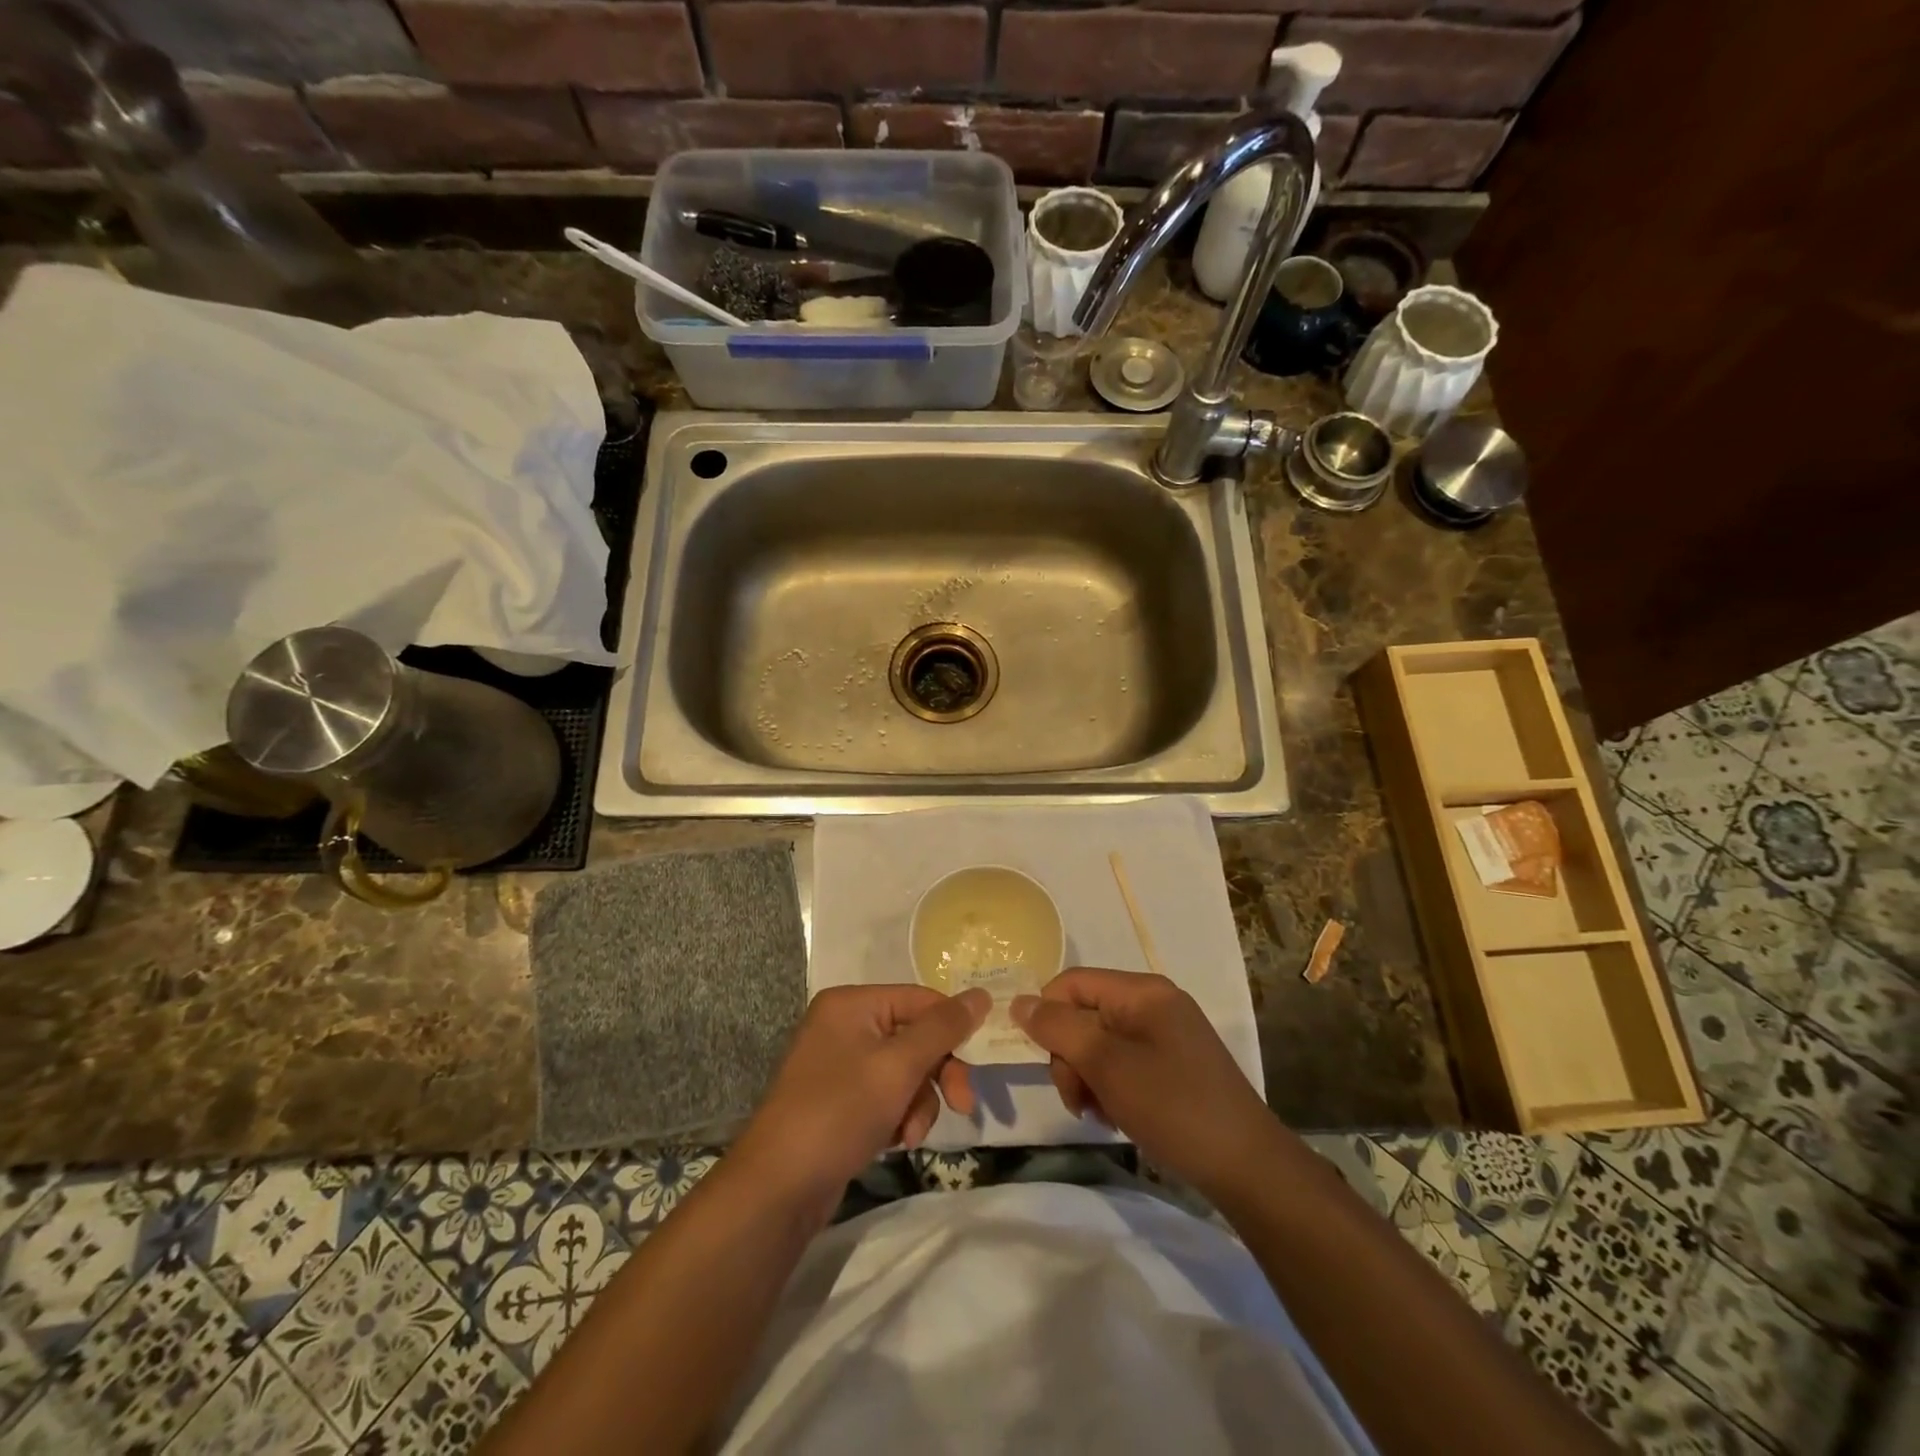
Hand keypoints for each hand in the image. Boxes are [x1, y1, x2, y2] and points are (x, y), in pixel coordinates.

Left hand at [733, 984, 988, 1217]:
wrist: (778, 1190)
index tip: (981, 1063)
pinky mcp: (840, 1100)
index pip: (920, 1000)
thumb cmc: (838, 1113)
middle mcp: (844, 1025)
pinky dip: (899, 1116)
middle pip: (915, 1036)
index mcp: (851, 1004)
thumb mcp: (898, 1067)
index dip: (953, 1028)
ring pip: (906, 1071)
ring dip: (918, 1103)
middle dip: (937, 1074)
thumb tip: (981, 994)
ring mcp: (840, 1064)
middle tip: (962, 1106)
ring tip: (909, 1135)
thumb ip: (943, 1029)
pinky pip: (886, 1095)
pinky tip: (895, 1142)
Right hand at [1012, 967, 1275, 1197]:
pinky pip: (1124, 1063)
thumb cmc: (1173, 1107)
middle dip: (1071, 1056)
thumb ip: (1059, 1029)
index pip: (1071, 983)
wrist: (1247, 1167)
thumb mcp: (1107, 1065)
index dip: (1048, 1016)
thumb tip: (1020, 1003)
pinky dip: (1112, 1088)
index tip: (1046, 1062)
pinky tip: (1119, 1117)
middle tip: (1079, 1099)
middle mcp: (1154, 1003)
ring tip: (1101, 1114)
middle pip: (1085, 1014)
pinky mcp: (1174, 1065)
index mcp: (1142, 991)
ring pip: (1100, 1044)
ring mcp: (1167, 1035)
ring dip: (1089, 1078)